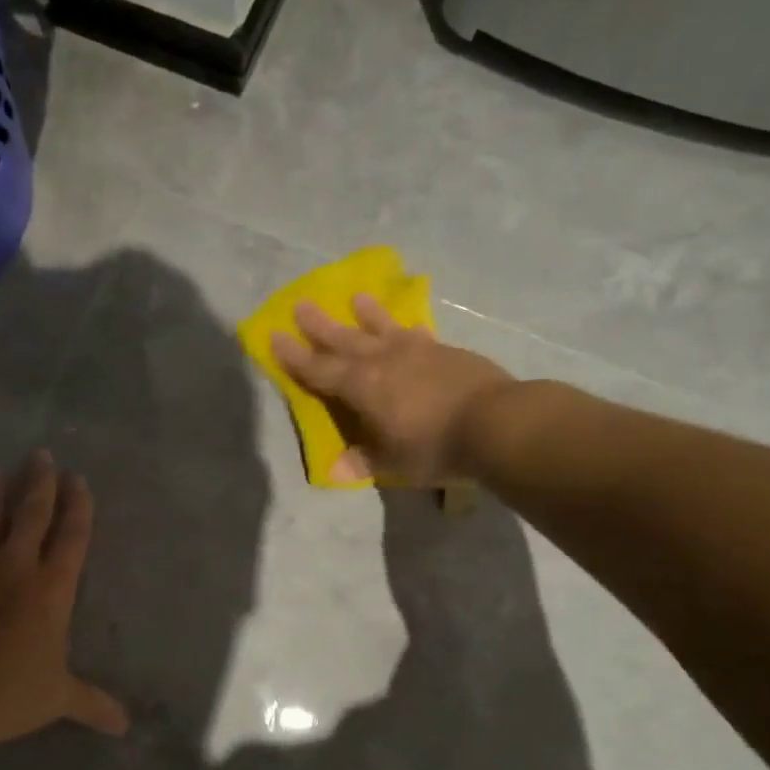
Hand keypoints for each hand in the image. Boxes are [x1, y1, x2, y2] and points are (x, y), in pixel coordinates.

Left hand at [0, 451, 128, 759]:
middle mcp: (15, 566)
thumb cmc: (7, 696)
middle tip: (42, 456)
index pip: (71, 536)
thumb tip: (126, 727)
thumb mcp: (56, 699)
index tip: (78, 480)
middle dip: (41, 482)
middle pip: (32, 512)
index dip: (78, 506)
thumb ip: (93, 704)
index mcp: (52, 589)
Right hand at [270, 295, 514, 485]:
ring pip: (382, 328)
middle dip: (320, 326)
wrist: (496, 422)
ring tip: (355, 298)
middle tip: (301, 305)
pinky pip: (416, 335)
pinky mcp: (444, 350)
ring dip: (366, 314)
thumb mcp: (393, 462)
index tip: (274, 337)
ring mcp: (416, 351)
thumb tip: (333, 471)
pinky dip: (405, 329)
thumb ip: (363, 460)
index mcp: (361, 386)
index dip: (294, 357)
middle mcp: (383, 360)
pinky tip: (408, 328)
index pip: (318, 370)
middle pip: (344, 339)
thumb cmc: (434, 446)